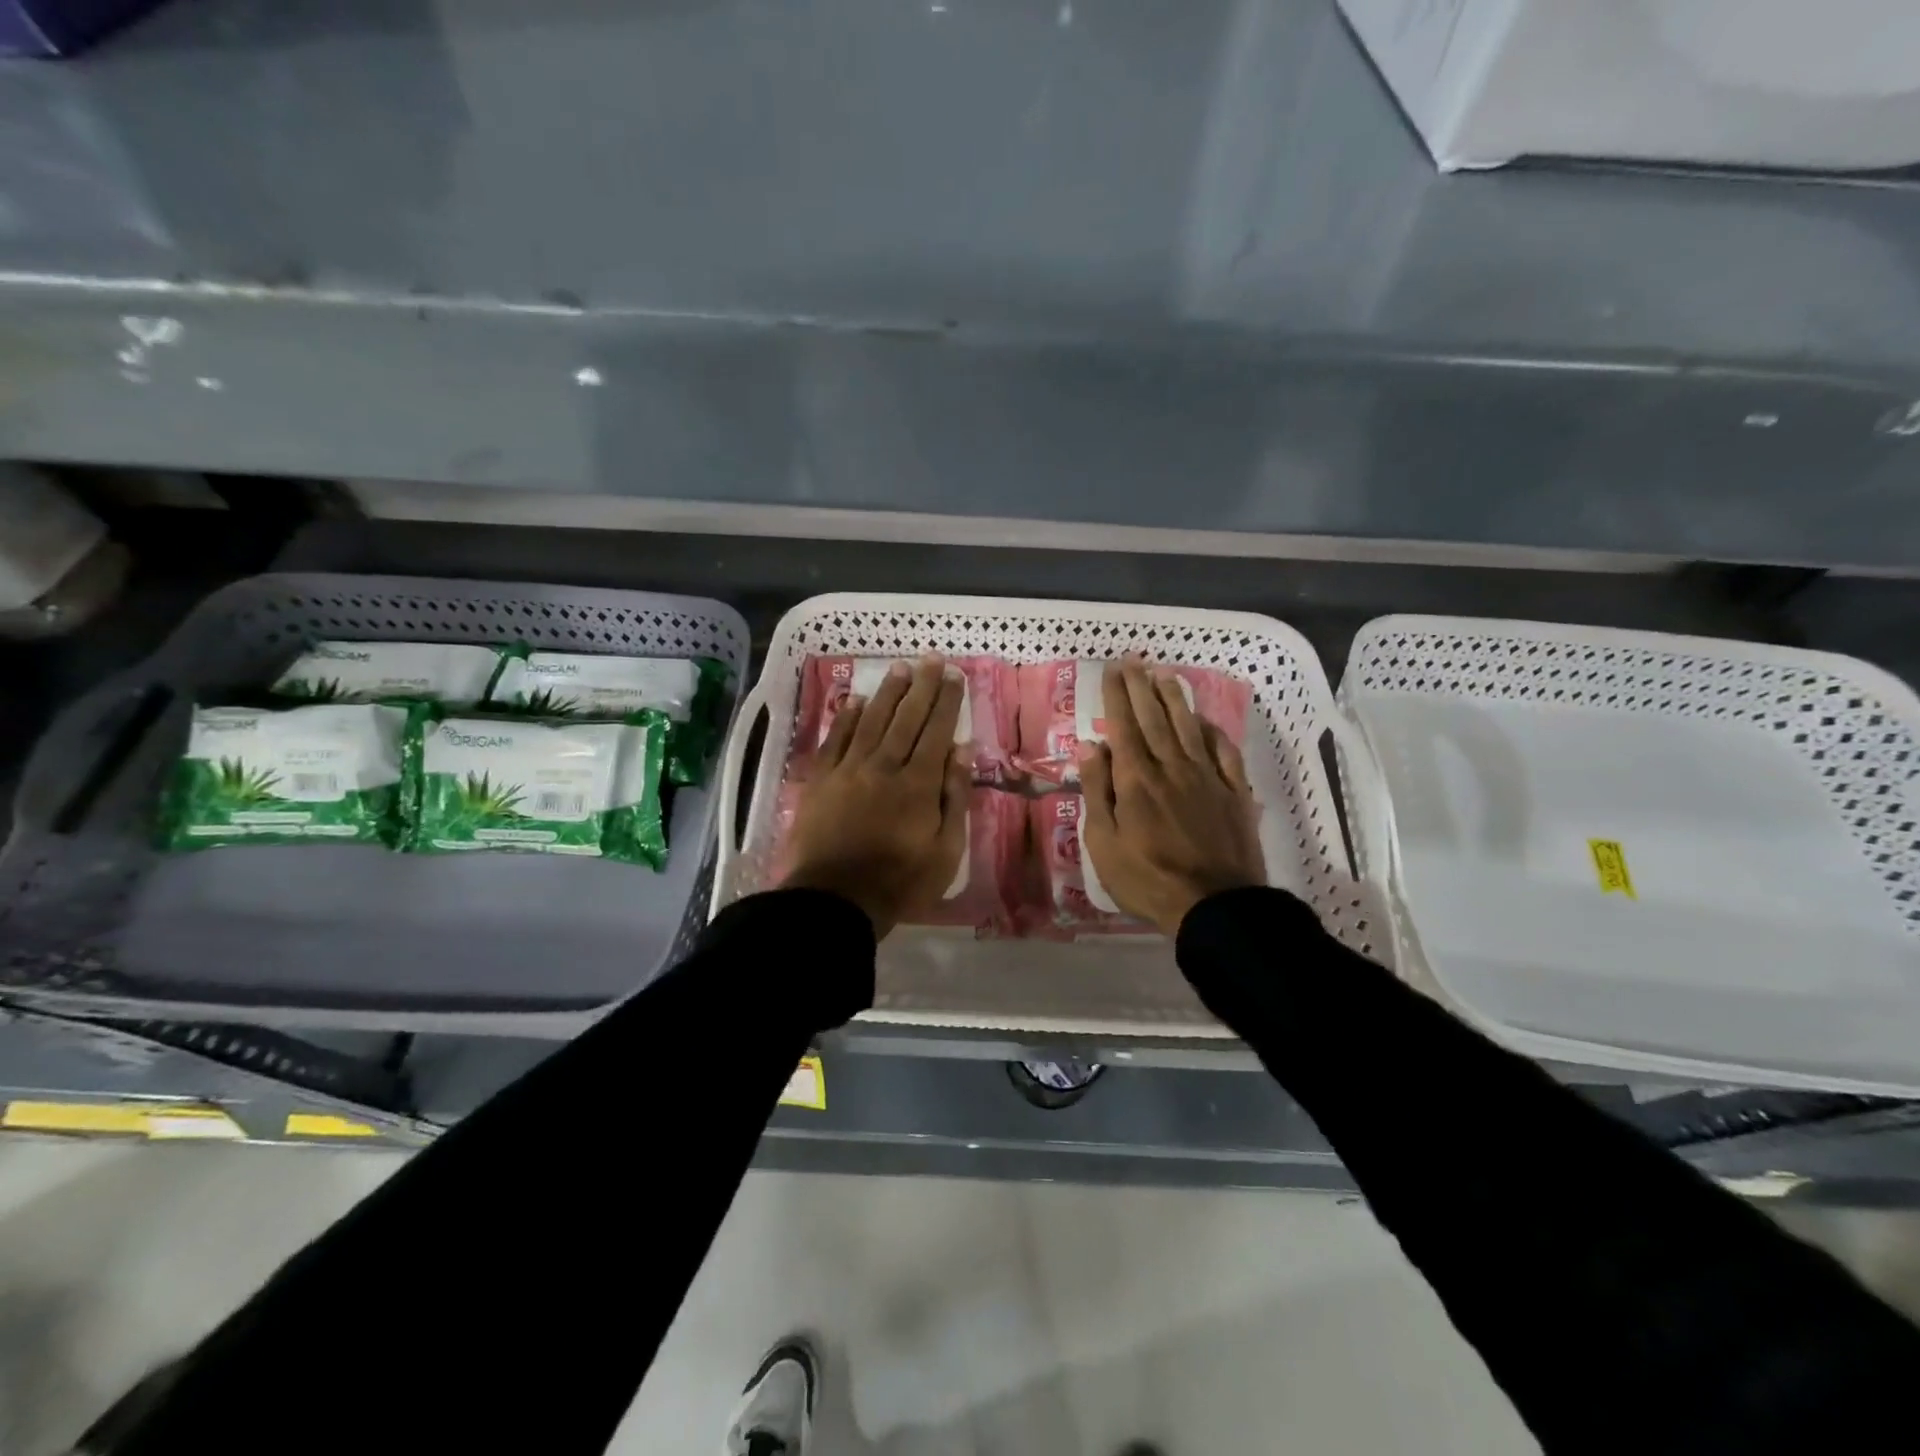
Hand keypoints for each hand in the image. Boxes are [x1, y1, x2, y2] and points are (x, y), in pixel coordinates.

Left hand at [783, 656, 969, 938]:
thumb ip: (955, 797)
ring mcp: (848, 770)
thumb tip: (962, 750)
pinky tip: (855, 700)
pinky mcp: (820, 780)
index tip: (953, 674)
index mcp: (919, 784)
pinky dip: (847, 718)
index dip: (946, 701)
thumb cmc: (900, 882)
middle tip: (930, 658)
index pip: (937, 731)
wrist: (834, 900)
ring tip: (899, 667)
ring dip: (887, 692)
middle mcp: (884, 766)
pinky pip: (835, 740)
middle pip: (906, 718)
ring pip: (871, 721)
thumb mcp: (946, 850)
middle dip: (921, 686)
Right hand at [1080, 658, 1264, 934]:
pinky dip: (1213, 731)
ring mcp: (1207, 778)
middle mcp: (1172, 767)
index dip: (1117, 695)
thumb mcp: (1104, 843)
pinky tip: (1205, 720)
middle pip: (1154, 718)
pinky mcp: (1233, 793)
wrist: (1215, 906)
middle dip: (1141, 686)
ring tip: (1165, 674)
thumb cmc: (1148, 879)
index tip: (1112, 669)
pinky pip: (1224, 752)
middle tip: (1134, 660)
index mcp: (1137, 779)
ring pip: (1188, 727)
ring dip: (1175, 698)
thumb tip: (1091, 746)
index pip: (1123, 725)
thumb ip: (1098, 791)